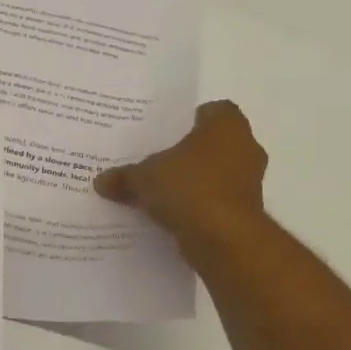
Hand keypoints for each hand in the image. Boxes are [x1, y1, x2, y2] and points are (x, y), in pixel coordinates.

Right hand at [94, 100, 270, 255]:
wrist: (224, 238)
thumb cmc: (189, 187)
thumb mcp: (143, 177)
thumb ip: (123, 176)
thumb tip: (101, 181)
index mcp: (226, 126)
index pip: (212, 111)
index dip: (189, 120)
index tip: (165, 134)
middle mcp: (245, 148)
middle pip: (212, 144)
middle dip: (188, 153)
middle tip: (156, 161)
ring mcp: (250, 182)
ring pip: (216, 174)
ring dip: (194, 182)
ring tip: (160, 191)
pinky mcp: (246, 212)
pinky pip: (217, 201)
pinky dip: (199, 206)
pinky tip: (172, 215)